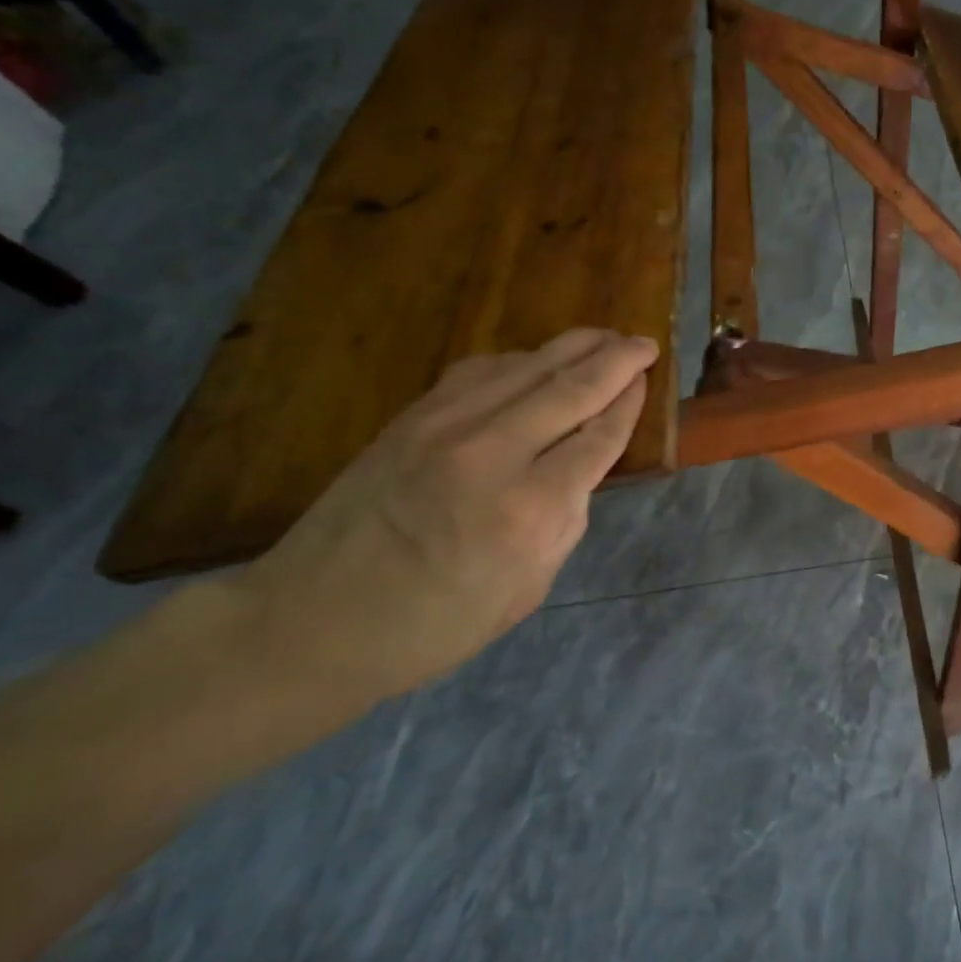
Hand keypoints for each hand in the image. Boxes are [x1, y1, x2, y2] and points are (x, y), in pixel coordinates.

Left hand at [222, 328, 657, 708]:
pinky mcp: (412, 418)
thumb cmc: (434, 625)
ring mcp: (446, 427)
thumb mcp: (527, 588)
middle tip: (645, 343)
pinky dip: (520, 359)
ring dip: (573, 346)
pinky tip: (537, 359)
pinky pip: (481, 371)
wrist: (312, 622)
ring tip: (604, 337)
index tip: (648, 381)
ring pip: (527, 367)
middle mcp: (494, 454)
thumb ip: (565, 520)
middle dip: (617, 360)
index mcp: (531, 509)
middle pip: (572, 388)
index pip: (598, 436)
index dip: (629, 405)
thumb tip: (580, 470)